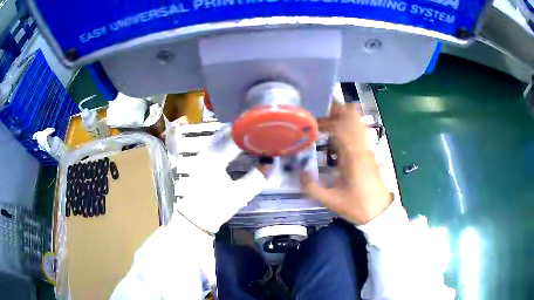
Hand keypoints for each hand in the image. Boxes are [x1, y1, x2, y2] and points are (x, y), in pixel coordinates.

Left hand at [173, 126, 270, 232]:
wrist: (195, 218)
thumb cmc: (216, 207)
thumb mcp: (240, 194)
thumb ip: (257, 177)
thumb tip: (270, 162)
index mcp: (214, 159)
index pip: (234, 139)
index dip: (251, 133)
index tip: (264, 130)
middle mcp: (205, 152)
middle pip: (225, 133)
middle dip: (242, 130)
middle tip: (258, 129)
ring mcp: (201, 155)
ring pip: (219, 136)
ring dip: (234, 134)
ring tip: (250, 135)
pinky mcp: (201, 160)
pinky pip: (215, 143)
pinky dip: (227, 141)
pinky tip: (237, 145)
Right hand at [301, 102, 392, 224]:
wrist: (380, 212)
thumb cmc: (357, 206)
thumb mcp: (331, 201)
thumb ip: (312, 188)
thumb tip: (299, 173)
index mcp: (352, 156)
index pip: (341, 126)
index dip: (326, 120)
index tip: (312, 124)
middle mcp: (361, 147)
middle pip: (352, 117)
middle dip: (335, 112)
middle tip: (319, 117)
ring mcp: (367, 148)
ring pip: (357, 122)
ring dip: (342, 117)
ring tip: (326, 124)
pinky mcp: (370, 152)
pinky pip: (360, 131)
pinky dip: (349, 126)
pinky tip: (338, 136)